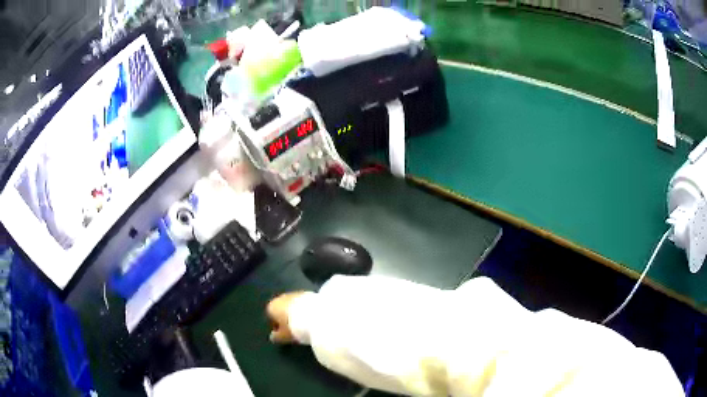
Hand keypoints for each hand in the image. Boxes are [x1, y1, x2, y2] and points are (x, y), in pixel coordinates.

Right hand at [266, 292, 307, 343]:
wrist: (316, 314)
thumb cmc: (295, 327)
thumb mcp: (284, 336)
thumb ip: (276, 337)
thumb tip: (273, 337)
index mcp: (272, 306)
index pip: (270, 316)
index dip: (277, 326)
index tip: (283, 334)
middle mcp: (281, 297)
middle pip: (281, 309)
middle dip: (286, 318)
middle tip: (294, 329)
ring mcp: (295, 293)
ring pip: (292, 305)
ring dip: (296, 313)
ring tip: (304, 324)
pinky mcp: (308, 293)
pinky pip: (302, 303)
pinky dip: (305, 309)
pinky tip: (311, 317)